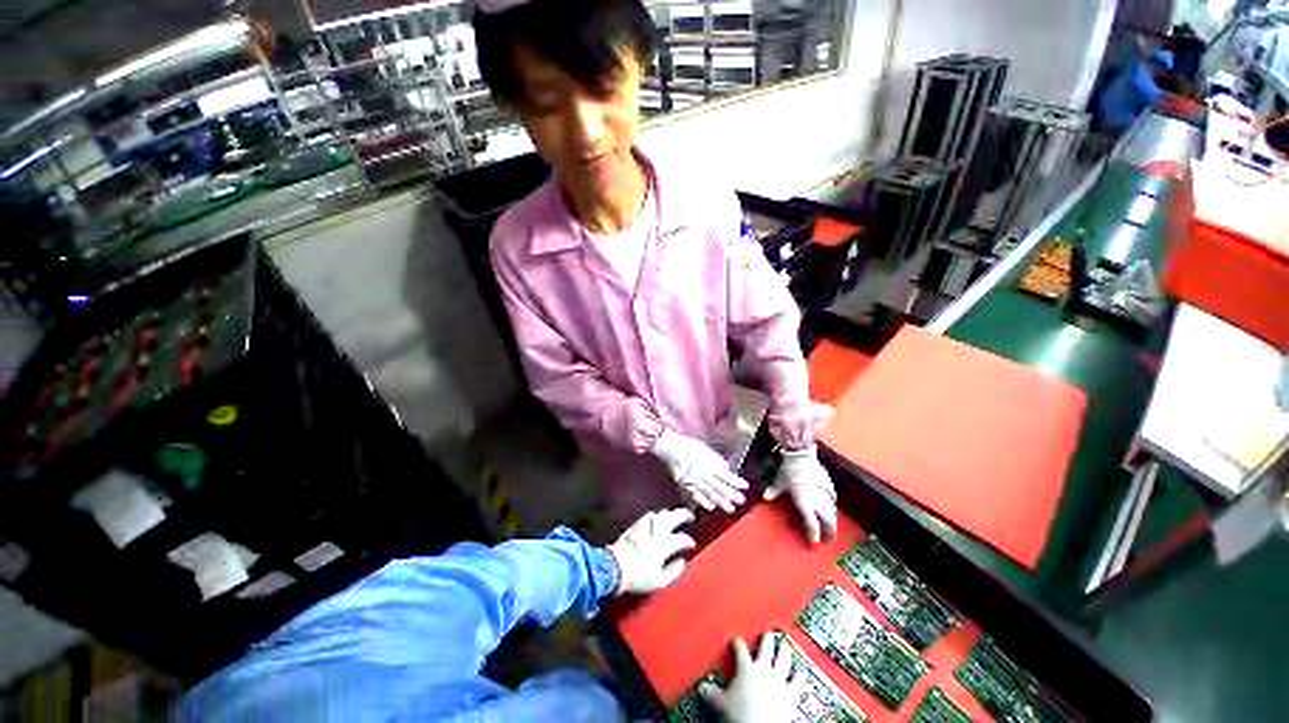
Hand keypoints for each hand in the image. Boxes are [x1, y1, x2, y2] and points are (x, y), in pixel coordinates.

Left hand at [607, 508, 696, 594]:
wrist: (615, 566)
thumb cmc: (639, 576)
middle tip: (690, 516)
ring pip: (661, 514)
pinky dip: (656, 515)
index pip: (682, 538)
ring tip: (674, 515)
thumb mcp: (660, 581)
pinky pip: (649, 516)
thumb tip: (681, 562)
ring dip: (670, 513)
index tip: (692, 544)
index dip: (689, 541)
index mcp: (666, 544)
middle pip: (673, 517)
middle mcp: (658, 531)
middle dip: (683, 515)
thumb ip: (674, 570)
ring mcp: (646, 526)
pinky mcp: (635, 526)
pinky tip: (655, 517)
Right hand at [652, 429, 748, 512]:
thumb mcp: (706, 449)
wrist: (671, 448)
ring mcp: (694, 480)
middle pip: (720, 486)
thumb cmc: (689, 446)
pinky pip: (696, 495)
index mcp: (709, 463)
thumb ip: (717, 461)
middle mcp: (703, 474)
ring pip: (710, 493)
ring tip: (730, 509)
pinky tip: (711, 507)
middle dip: (731, 495)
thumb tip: (727, 470)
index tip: (746, 486)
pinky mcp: (685, 485)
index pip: (726, 475)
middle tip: (741, 501)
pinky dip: (703, 502)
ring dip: (721, 502)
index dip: (736, 482)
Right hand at [700, 633, 802, 722]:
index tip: (736, 640)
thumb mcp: (721, 703)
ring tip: (785, 645)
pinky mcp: (791, 693)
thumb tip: (701, 688)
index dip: (738, 643)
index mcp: (746, 668)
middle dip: (767, 639)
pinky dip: (800, 676)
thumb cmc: (741, 716)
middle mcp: (764, 669)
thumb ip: (712, 693)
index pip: (740, 649)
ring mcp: (779, 680)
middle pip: (766, 648)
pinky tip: (802, 672)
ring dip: (785, 651)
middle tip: (767, 633)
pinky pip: (798, 681)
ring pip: (784, 659)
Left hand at [764, 445, 836, 545]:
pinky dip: (832, 507)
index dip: (814, 536)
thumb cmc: (789, 470)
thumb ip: (773, 491)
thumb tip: (765, 497)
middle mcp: (818, 502)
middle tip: (828, 539)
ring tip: (831, 526)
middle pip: (828, 522)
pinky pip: (833, 500)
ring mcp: (825, 494)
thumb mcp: (779, 482)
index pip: (813, 525)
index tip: (814, 543)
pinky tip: (831, 508)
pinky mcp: (829, 486)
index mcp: (806, 504)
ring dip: (832, 521)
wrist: (801, 455)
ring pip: (832, 512)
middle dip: (829, 532)